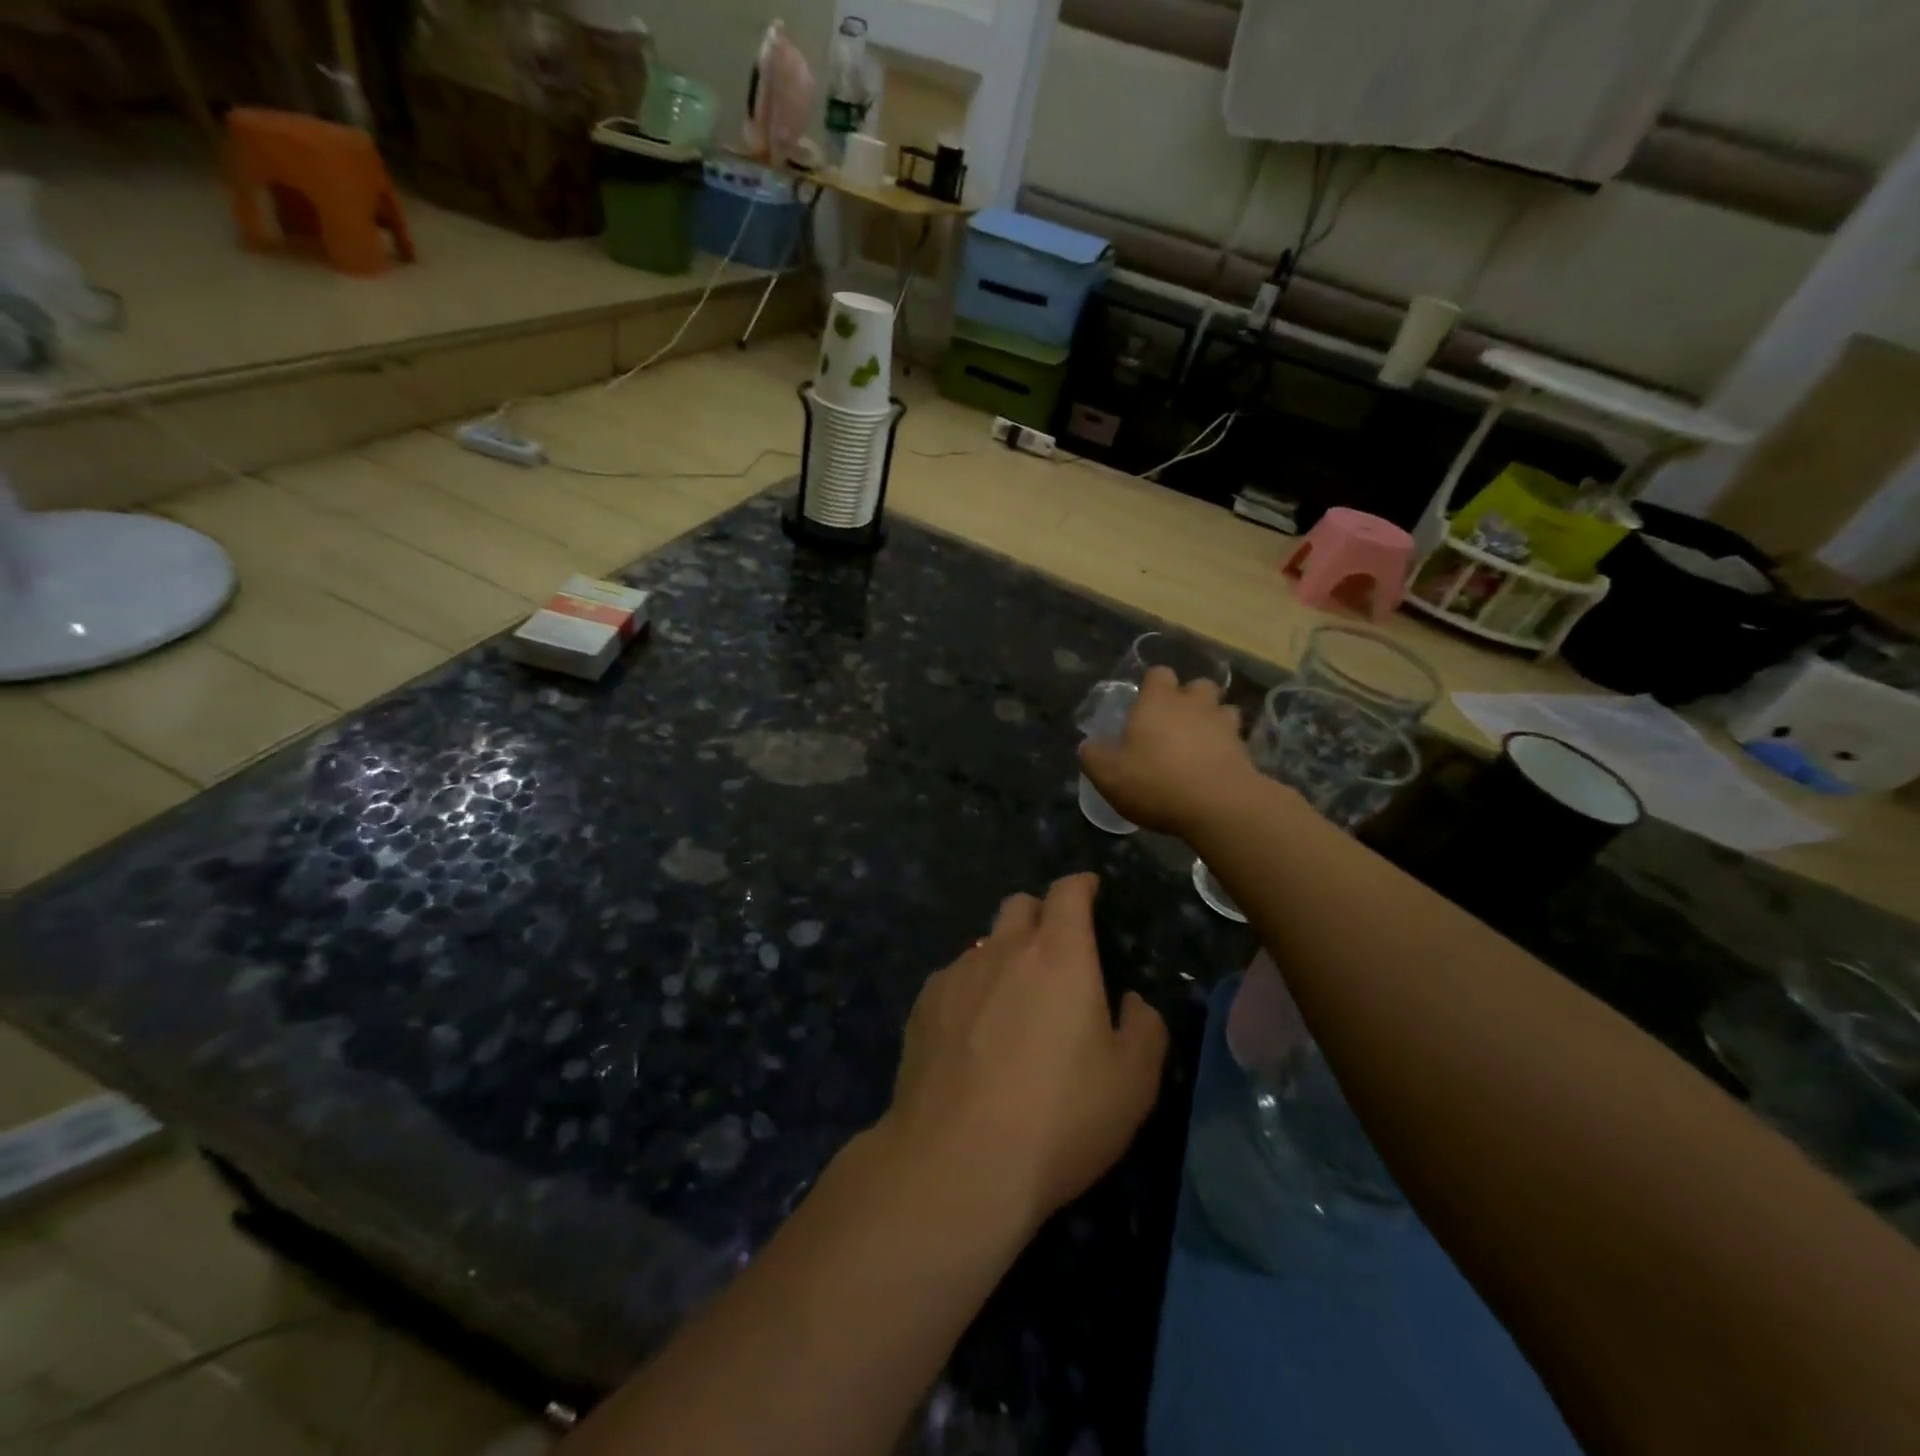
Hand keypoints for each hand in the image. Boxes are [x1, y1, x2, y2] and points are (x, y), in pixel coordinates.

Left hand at [883, 874, 1167, 1230]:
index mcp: (1059, 955)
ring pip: (983, 943)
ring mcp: (956, 974)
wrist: (957, 1162)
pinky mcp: (923, 1005)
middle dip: (1041, 915)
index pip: (1068, 892)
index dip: (1081, 885)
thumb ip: (1144, 1029)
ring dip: (1003, 957)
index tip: (1089, 890)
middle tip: (1055, 952)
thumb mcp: (1133, 1083)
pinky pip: (953, 979)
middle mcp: (1003, 950)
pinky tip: (972, 1038)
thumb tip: (1130, 1002)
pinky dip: (970, 991)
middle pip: (1020, 905)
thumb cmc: (1059, 1118)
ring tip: (1012, 1006)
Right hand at [1079, 666, 1256, 836]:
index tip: (1143, 705)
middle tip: (1174, 723)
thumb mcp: (1108, 775)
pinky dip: (1227, 748)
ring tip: (1200, 743)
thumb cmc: (1156, 782)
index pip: (1159, 673)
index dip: (1152, 685)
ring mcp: (1224, 725)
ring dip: (1213, 720)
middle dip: (1189, 698)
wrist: (1219, 806)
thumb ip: (1094, 756)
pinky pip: (1236, 739)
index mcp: (1157, 702)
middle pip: (1198, 685)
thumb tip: (1088, 746)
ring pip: (1223, 709)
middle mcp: (1193, 705)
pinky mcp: (1245, 750)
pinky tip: (1215, 767)